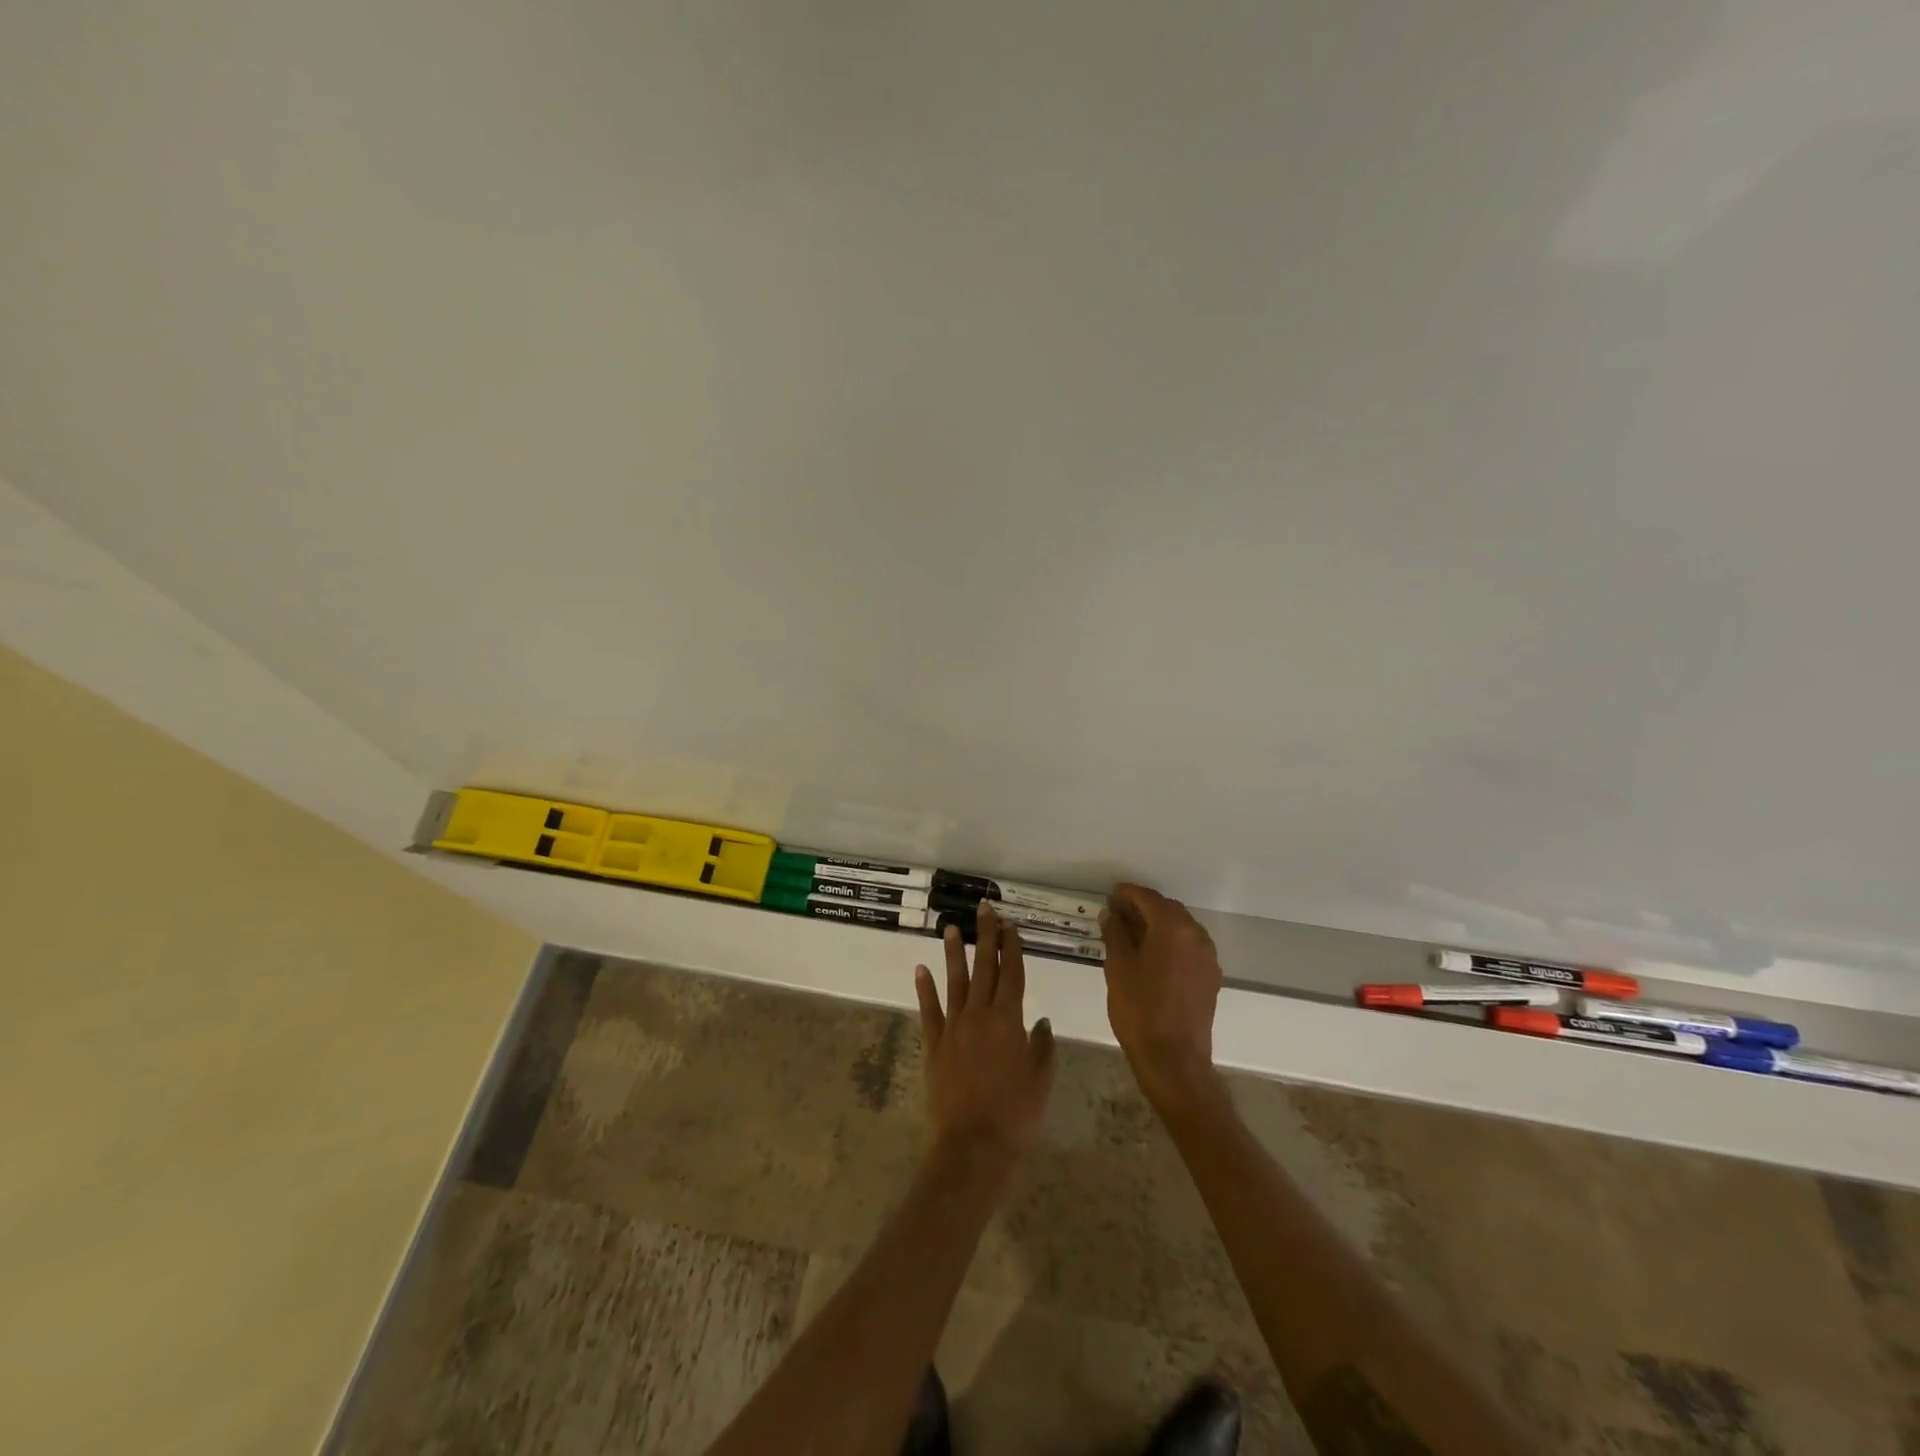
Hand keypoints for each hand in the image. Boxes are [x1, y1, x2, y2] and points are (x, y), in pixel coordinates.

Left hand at [915, 903, 1056, 1182]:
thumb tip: (1040, 1021)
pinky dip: (925, 989)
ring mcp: (954, 1028)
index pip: (1012, 974)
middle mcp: (979, 1015)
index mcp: (1008, 1020)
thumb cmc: (1016, 1114)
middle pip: (984, 968)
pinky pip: (929, 1011)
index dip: (1012, 947)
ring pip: (954, 982)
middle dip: (985, 937)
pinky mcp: (935, 1045)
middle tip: (983, 909)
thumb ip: (1042, 1046)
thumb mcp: (1041, 1080)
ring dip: (954, 954)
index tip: (1009, 924)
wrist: (973, 1145)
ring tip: (950, 928)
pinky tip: (921, 969)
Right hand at [1100, 883, 1224, 1112]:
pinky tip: (1153, 956)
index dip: (1127, 893)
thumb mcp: (1118, 967)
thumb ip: (1115, 934)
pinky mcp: (1210, 976)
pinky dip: (1171, 943)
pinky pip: (1189, 947)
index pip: (1148, 898)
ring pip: (1181, 928)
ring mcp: (1207, 956)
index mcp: (1172, 927)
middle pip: (1168, 909)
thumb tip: (1111, 914)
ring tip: (1133, 935)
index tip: (1110, 895)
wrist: (1174, 1059)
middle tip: (1118, 914)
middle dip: (1143, 907)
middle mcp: (1195, 934)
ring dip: (1158, 925)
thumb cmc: (1139, 1009)